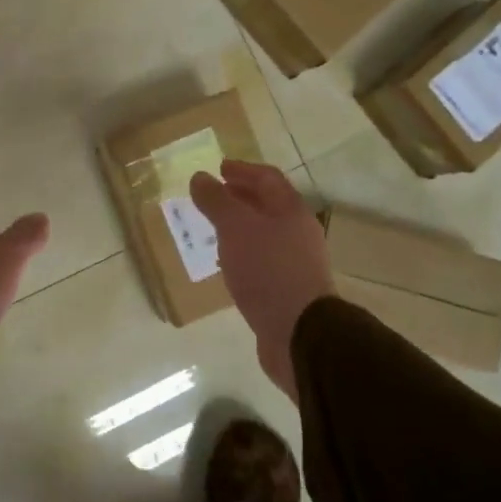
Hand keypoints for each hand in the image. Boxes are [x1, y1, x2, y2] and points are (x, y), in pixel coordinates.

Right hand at [189, 160, 333, 402]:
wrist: (300, 333)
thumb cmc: (267, 270)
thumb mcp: (235, 228)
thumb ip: (217, 201)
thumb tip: (200, 177)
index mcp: (291, 210)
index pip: (267, 178)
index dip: (243, 170)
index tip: (219, 168)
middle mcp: (298, 232)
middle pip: (268, 205)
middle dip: (241, 198)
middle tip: (213, 196)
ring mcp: (296, 262)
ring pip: (265, 234)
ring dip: (241, 227)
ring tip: (214, 229)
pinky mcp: (288, 290)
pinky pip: (263, 261)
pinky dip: (243, 254)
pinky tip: (227, 264)